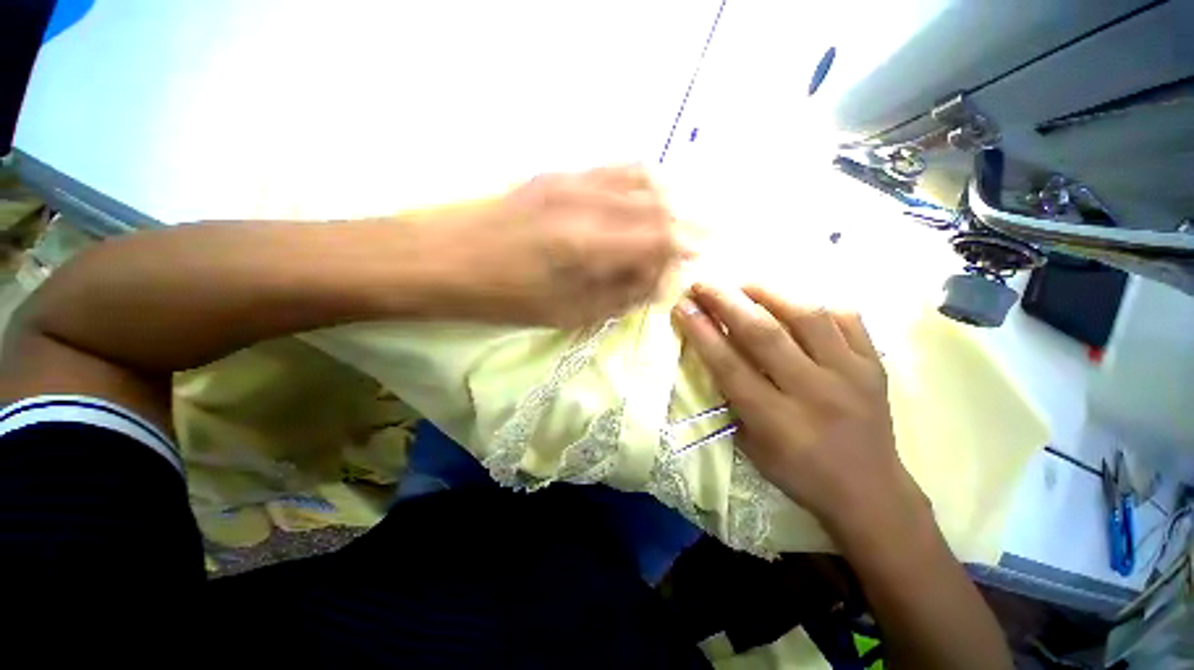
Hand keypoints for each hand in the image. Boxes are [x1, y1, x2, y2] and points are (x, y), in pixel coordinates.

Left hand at [428, 165, 685, 327]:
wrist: (444, 258)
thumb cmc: (506, 297)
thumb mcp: (567, 311)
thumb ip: (620, 294)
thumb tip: (659, 281)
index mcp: (589, 243)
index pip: (660, 234)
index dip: (688, 244)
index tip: (702, 256)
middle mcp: (588, 201)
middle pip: (658, 199)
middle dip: (688, 219)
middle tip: (701, 238)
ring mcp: (572, 180)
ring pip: (640, 175)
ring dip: (669, 196)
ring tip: (678, 219)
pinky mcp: (558, 174)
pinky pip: (614, 170)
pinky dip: (641, 183)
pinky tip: (644, 200)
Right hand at [672, 283, 927, 538]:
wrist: (870, 492)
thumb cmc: (799, 473)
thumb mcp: (751, 445)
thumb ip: (732, 398)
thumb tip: (716, 351)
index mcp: (777, 420)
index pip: (730, 365)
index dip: (702, 332)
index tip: (682, 307)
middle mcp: (813, 391)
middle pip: (763, 333)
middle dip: (726, 301)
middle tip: (703, 283)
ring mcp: (850, 374)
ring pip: (807, 315)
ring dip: (768, 291)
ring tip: (742, 282)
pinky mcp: (874, 365)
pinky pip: (846, 317)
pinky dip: (814, 301)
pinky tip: (792, 297)